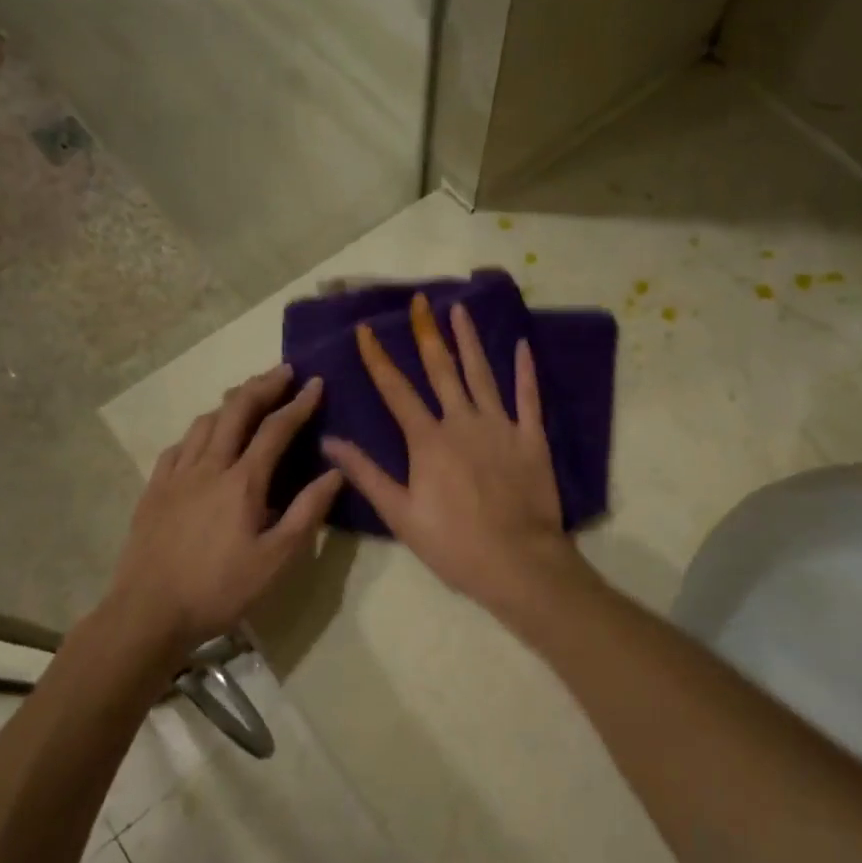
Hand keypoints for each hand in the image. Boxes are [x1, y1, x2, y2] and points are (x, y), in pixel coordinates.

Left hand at [107, 365, 343, 658]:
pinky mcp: (154, 490)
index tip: (316, 383)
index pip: (276, 429)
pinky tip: (202, 438)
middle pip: (236, 411)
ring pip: (204, 422)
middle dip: (263, 386)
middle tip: (283, 371)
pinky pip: (178, 446)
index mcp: (242, 482)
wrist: (149, 612)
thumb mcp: (276, 559)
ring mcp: (176, 475)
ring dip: (230, 402)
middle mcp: (208, 466)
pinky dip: (198, 431)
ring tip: (247, 396)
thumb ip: (307, 512)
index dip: (299, 403)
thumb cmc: (220, 589)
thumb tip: (335, 472)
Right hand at [320, 293, 579, 610]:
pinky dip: (525, 371)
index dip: (378, 358)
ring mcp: (500, 426)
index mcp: (428, 440)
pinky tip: (522, 345)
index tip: (366, 329)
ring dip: (469, 340)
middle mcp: (462, 421)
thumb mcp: (400, 514)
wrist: (517, 561)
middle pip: (441, 369)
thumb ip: (366, 474)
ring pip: (482, 374)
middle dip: (426, 333)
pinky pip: (528, 397)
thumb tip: (330, 441)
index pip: (396, 389)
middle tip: (419, 301)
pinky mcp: (531, 437)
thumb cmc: (452, 543)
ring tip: (459, 310)